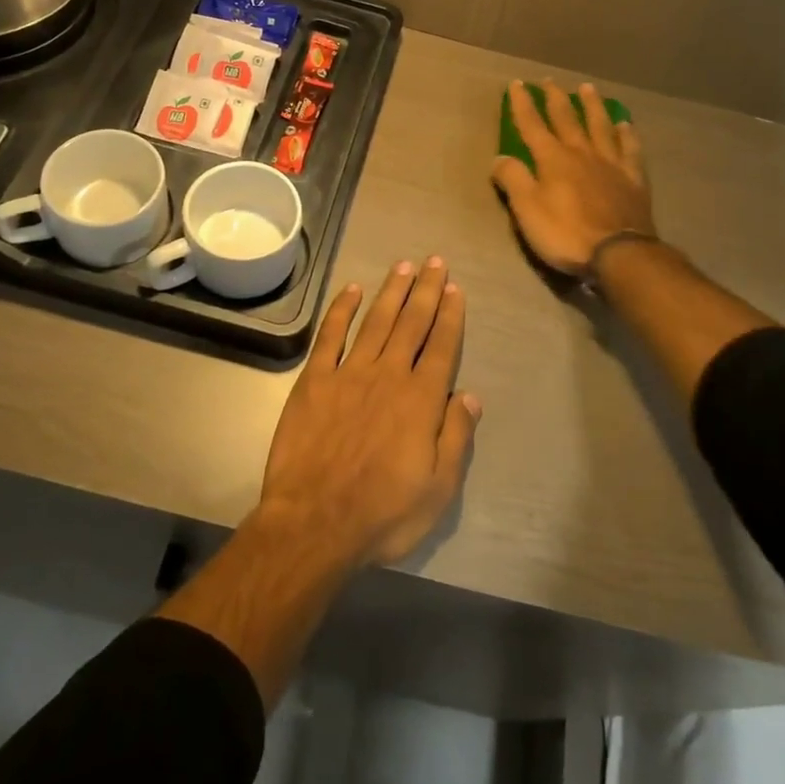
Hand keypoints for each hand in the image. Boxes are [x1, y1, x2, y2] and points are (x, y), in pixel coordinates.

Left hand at [258, 259, 480, 568]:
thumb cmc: (382, 513)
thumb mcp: (437, 490)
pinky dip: (342, 309)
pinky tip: (352, 289)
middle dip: (426, 291)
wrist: (314, 521)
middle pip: (412, 323)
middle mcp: (388, 375)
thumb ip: (456, 438)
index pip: (441, 347)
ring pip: (376, 321)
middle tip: (435, 261)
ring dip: (391, 291)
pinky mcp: (315, 380)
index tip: (455, 289)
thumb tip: (470, 396)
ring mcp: (349, 373)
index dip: (450, 316)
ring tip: (404, 265)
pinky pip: (331, 335)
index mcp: (420, 400)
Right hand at [491, 79, 655, 276]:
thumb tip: (500, 157)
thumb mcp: (527, 210)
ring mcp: (611, 163)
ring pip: (600, 126)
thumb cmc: (566, 233)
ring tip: (588, 88)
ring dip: (592, 106)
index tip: (517, 84)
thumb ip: (513, 179)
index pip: (532, 125)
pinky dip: (626, 134)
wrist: (619, 253)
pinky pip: (630, 149)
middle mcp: (582, 152)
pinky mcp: (634, 178)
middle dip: (556, 98)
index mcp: (553, 159)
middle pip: (567, 119)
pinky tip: (625, 125)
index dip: (523, 104)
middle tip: (550, 81)